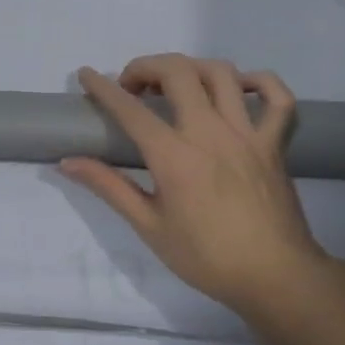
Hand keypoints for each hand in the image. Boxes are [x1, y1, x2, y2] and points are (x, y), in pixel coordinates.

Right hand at [59, 54, 330, 315]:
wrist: (275, 277)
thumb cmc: (206, 256)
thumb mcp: (148, 226)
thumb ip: (108, 186)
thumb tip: (67, 162)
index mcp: (174, 156)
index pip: (130, 109)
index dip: (102, 87)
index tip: (86, 75)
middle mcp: (210, 133)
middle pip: (177, 72)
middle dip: (146, 67)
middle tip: (132, 87)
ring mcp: (248, 134)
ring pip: (221, 74)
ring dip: (190, 67)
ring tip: (175, 84)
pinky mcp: (275, 143)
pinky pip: (277, 97)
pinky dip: (257, 81)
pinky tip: (236, 88)